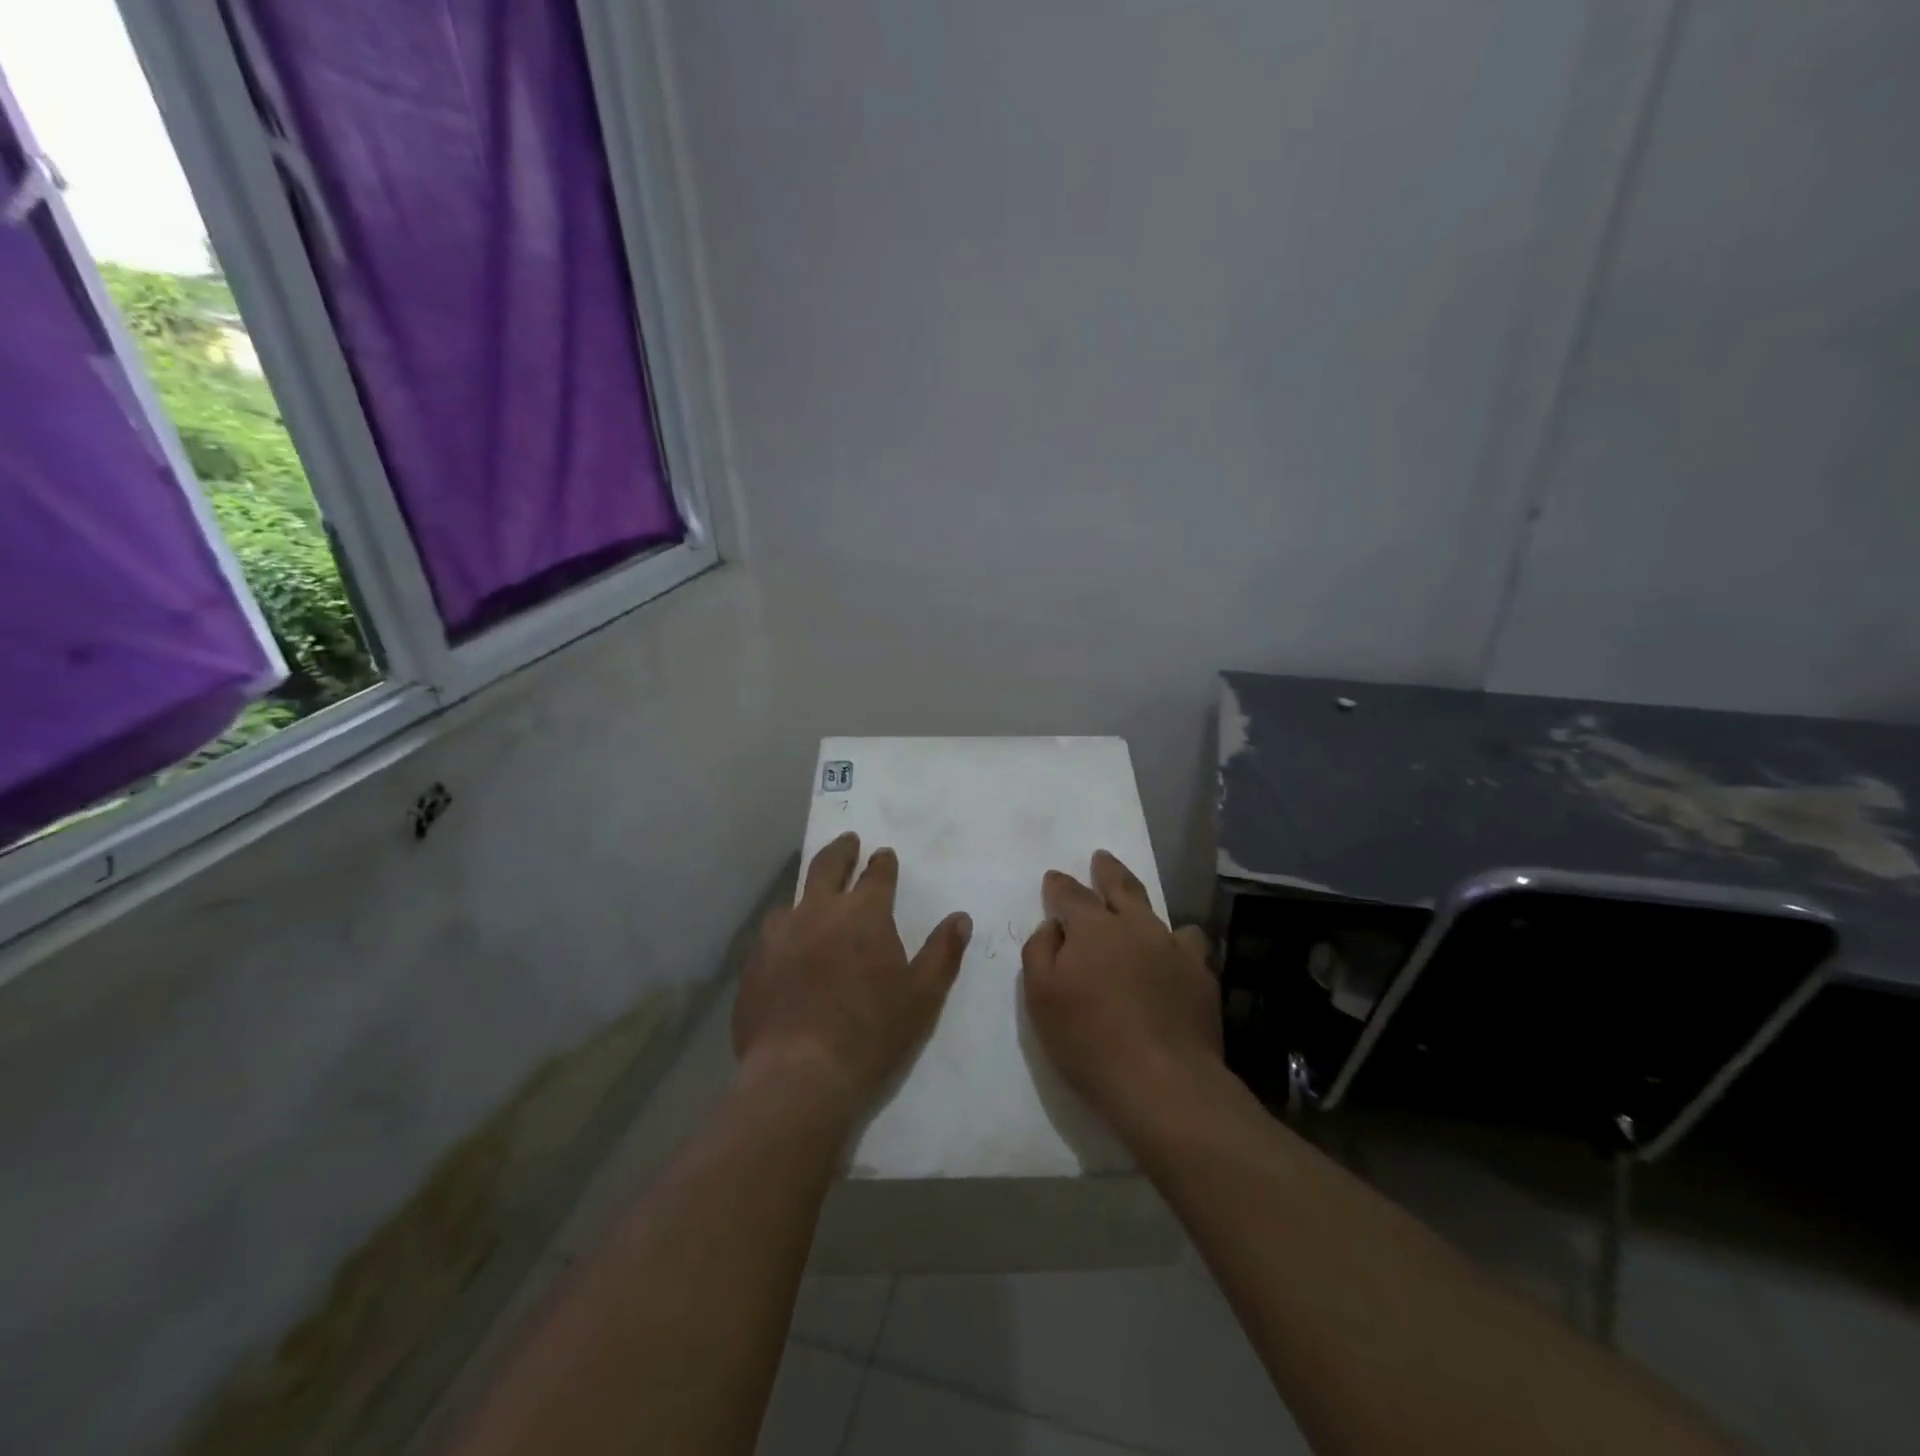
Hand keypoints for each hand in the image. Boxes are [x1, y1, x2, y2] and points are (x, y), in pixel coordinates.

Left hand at [734, 832, 972, 1121]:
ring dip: (808, 891)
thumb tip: (961, 918)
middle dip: (842, 850)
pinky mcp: (755, 962)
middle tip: (848, 840)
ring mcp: (780, 934)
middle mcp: (819, 911)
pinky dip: (784, 928)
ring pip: (794, 898)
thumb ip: (943, 952)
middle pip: (828, 866)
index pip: (876, 875)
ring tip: (813, 896)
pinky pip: (771, 932)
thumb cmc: (871, 1032)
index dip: (883, 863)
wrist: (800, 1073)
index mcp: (863, 914)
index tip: (884, 854)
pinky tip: (785, 943)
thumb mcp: (922, 996)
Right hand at [1021, 850, 1219, 1136]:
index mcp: (1092, 927)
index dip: (1059, 886)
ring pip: (1158, 914)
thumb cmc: (1089, 1040)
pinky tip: (1174, 956)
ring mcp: (1173, 948)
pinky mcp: (1201, 975)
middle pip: (1120, 887)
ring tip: (1140, 911)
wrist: (1163, 1082)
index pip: (1070, 894)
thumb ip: (1040, 952)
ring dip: (1143, 907)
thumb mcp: (1041, 997)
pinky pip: (1189, 945)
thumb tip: (1053, 926)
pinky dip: (1177, 944)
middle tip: (1101, 858)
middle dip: (1107, 871)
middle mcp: (1135, 926)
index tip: (1053, 879)